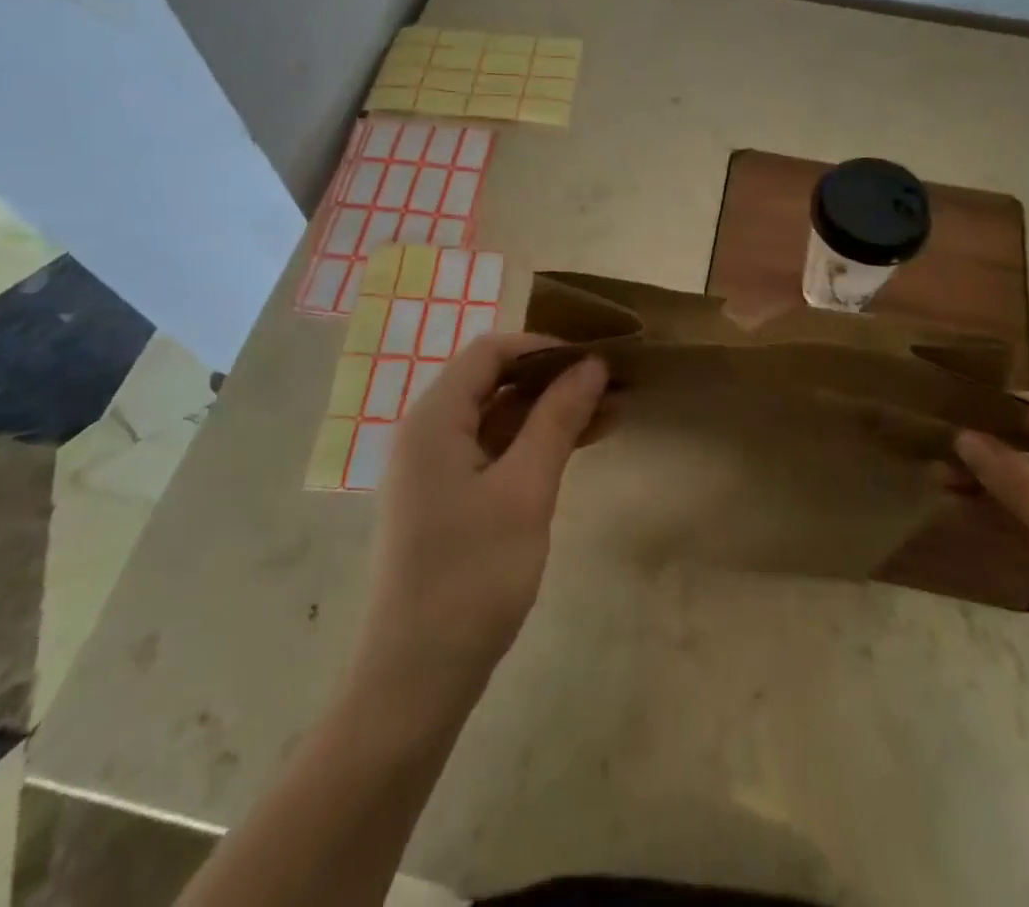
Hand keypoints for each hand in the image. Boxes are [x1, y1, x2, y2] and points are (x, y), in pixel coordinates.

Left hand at [360, 333, 607, 688]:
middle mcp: (429, 433)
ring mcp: (437, 469)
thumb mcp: (525, 490)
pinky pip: (496, 452)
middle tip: (613, 386)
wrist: (416, 681)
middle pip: (495, 382)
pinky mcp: (449, 500)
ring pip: (500, 419)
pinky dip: (535, 444)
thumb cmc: (471, 576)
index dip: (544, 348)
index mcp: (435, 419)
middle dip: (554, 379)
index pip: (490, 351)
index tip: (594, 360)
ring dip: (551, 412)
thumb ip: (557, 419)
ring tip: (612, 414)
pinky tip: (579, 447)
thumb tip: (592, 365)